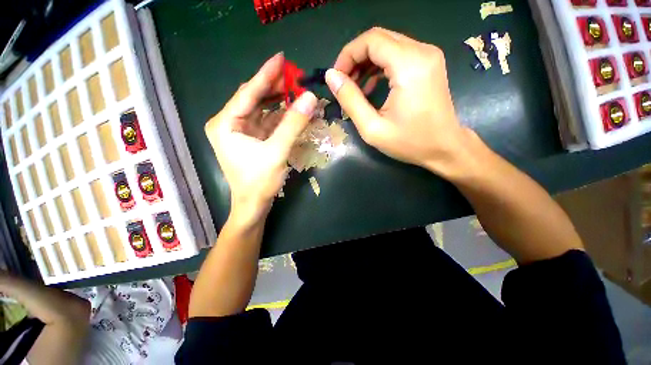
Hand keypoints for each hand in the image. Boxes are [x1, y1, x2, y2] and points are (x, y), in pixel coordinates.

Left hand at [205, 53, 317, 223]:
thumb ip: (293, 124)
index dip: (266, 75)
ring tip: (298, 92)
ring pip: (262, 110)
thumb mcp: (277, 151)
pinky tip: (294, 112)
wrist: (253, 205)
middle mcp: (229, 123)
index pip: (248, 92)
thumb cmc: (259, 181)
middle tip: (296, 78)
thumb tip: (311, 98)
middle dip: (275, 89)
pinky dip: (281, 117)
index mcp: (225, 123)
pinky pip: (267, 122)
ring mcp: (240, 131)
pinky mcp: (251, 139)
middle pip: (254, 99)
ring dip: (280, 103)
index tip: (281, 58)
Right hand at [326, 27, 472, 177]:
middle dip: (355, 58)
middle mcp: (422, 51)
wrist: (445, 148)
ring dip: (366, 62)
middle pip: (379, 38)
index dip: (348, 55)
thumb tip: (331, 77)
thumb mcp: (372, 128)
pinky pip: (399, 54)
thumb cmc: (409, 142)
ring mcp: (428, 56)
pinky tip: (372, 86)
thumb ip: (350, 100)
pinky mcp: (429, 64)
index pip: (371, 40)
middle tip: (343, 83)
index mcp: (409, 65)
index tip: (336, 78)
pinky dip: (380, 66)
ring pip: (388, 45)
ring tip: (355, 86)